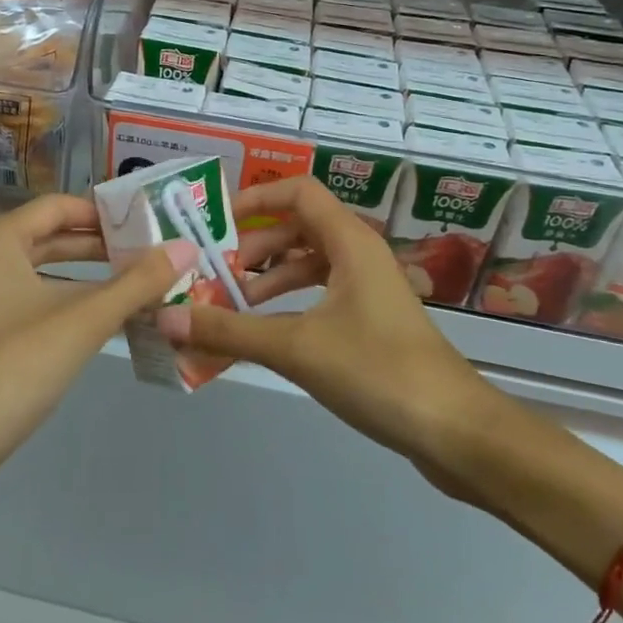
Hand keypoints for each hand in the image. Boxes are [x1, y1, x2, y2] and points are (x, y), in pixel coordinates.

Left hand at [0, 193, 194, 478]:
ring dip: (82, 283)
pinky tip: (92, 331)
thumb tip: (184, 248)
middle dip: (98, 250)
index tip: (146, 226)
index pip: (58, 207)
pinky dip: (58, 309)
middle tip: (148, 257)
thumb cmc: (11, 367)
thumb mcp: (82, 322)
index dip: (104, 214)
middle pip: (47, 240)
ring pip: (36, 278)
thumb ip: (135, 284)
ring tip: (132, 291)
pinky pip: (22, 308)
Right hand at [155, 177, 503, 489]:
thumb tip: (166, 319)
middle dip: (254, 247)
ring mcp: (369, 289)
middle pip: (298, 227)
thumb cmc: (377, 371)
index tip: (217, 223)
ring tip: (232, 306)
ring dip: (269, 278)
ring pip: (309, 264)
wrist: (456, 431)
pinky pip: (321, 295)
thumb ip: (229, 331)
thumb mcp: (295, 347)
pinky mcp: (372, 322)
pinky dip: (289, 304)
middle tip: (215, 274)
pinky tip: (266, 334)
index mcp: (349, 241)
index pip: (298, 191)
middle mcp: (360, 255)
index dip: (256, 198)